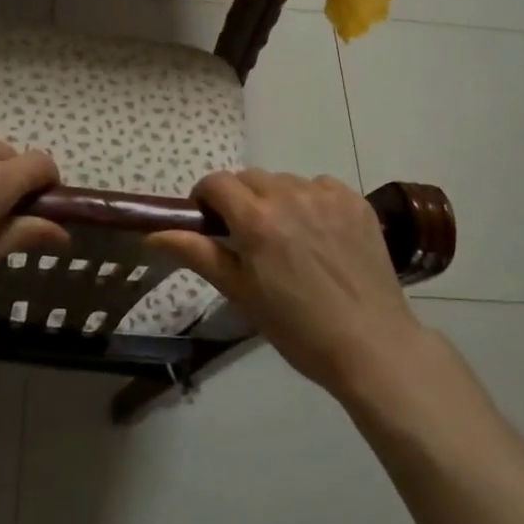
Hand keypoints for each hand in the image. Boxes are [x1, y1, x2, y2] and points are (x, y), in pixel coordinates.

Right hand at [153, 170, 424, 397]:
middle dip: (240, 200)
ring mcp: (326, 196)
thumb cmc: (297, 328)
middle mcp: (289, 195)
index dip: (205, 198)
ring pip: (285, 181)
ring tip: (289, 238)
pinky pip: (320, 186)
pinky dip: (311, 201)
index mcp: (256, 219)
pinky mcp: (355, 202)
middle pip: (249, 178)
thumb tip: (152, 234)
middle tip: (248, 237)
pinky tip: (320, 235)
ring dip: (276, 200)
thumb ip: (197, 253)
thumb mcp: (240, 292)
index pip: (216, 183)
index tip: (209, 223)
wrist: (371, 345)